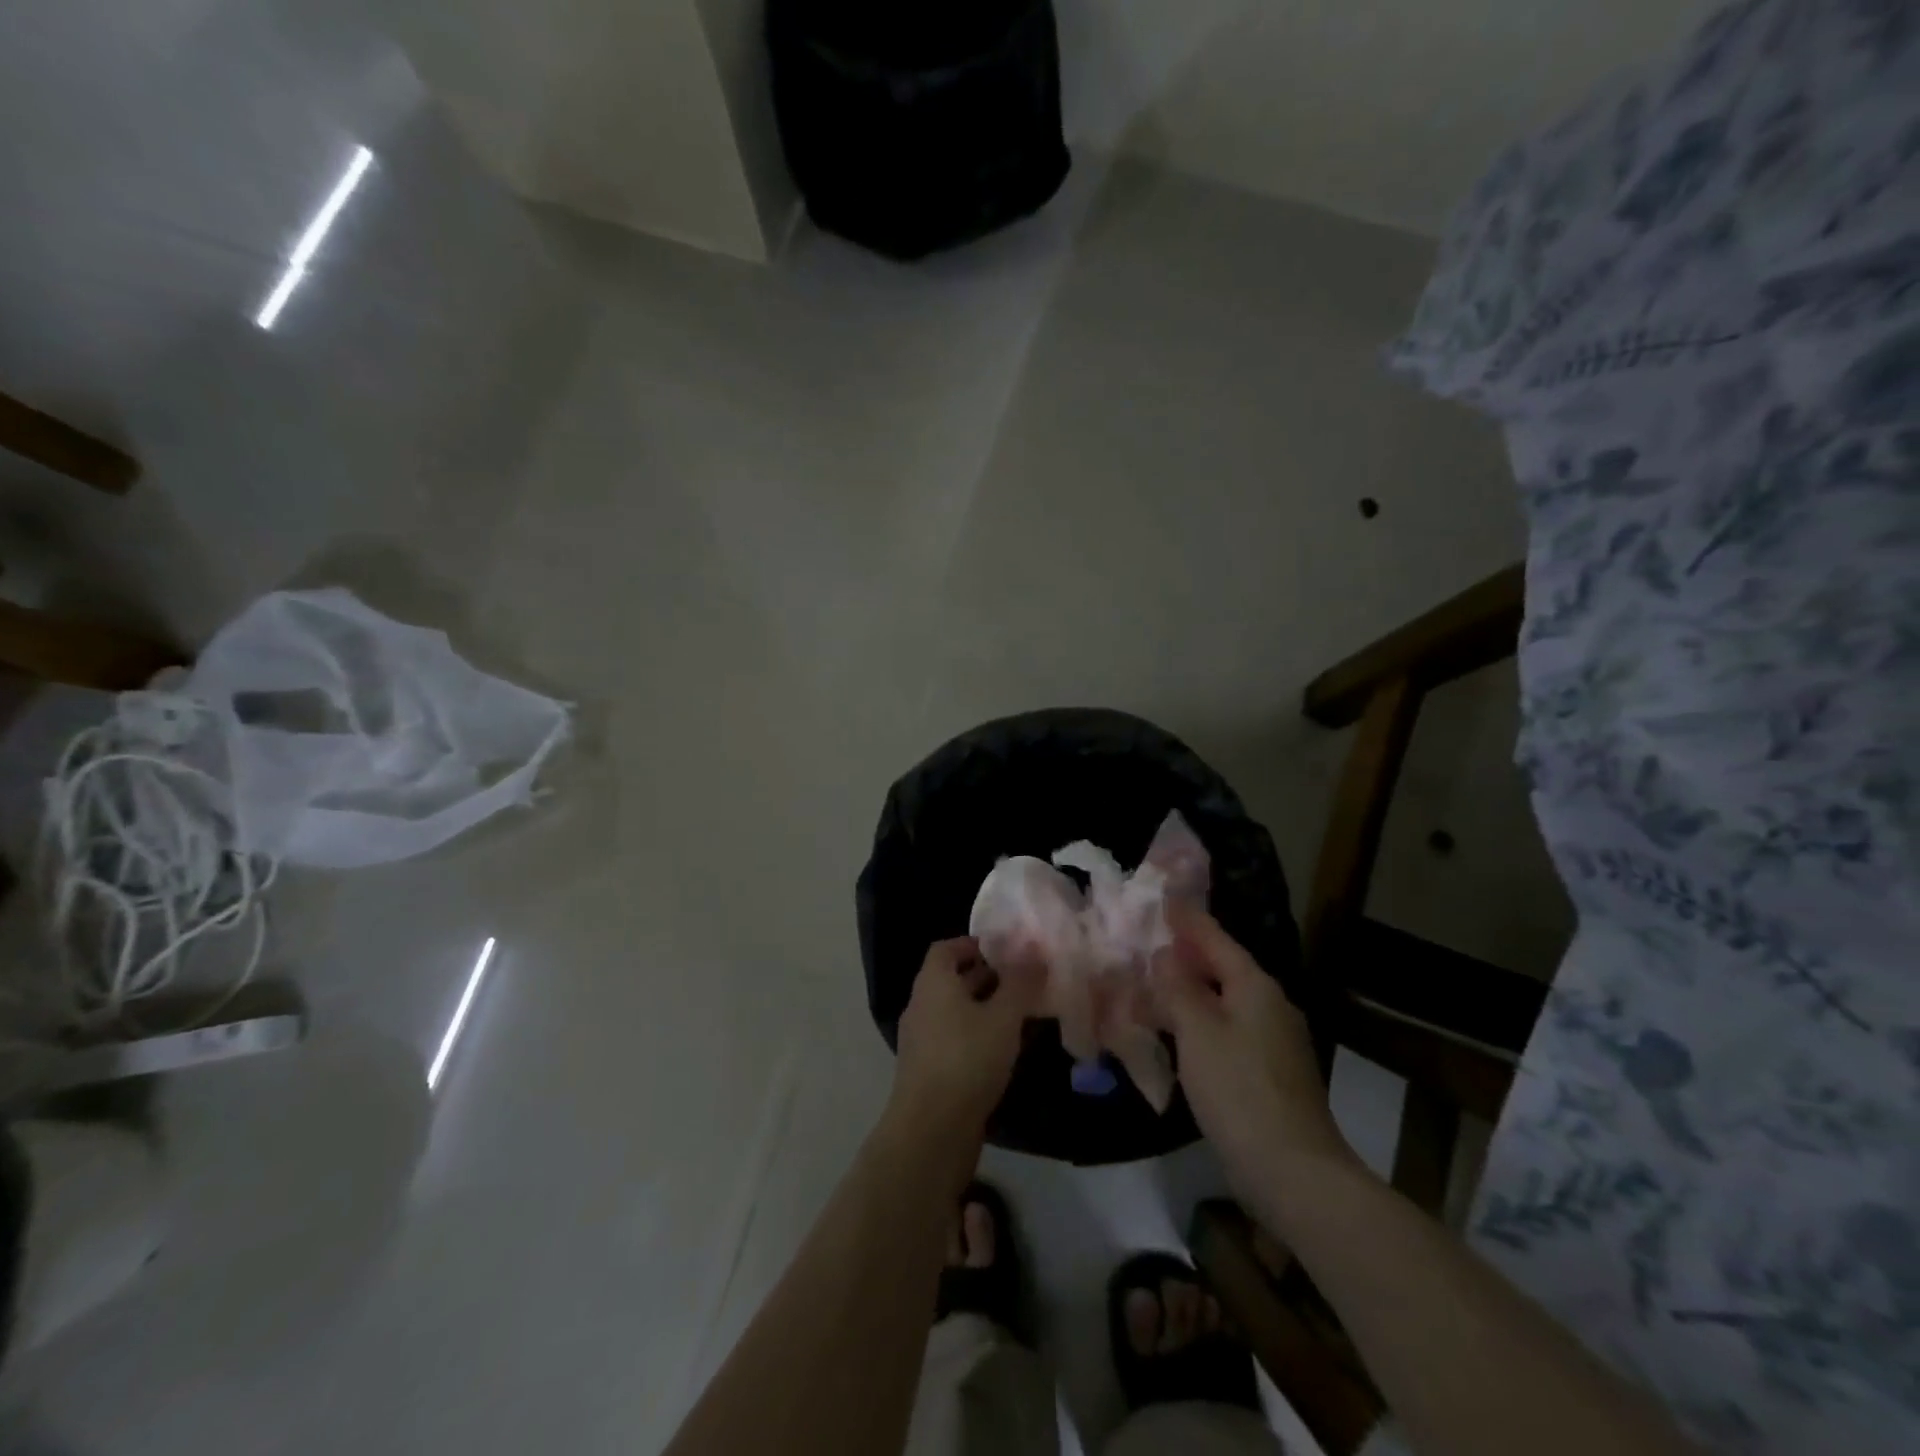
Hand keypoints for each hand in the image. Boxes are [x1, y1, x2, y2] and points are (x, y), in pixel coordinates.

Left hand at [890, 937, 1039, 1140]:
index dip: (974, 943)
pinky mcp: (928, 1070)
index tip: (1005, 949)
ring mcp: (922, 1040)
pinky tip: (1005, 1049)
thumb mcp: (1003, 1017)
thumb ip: (1020, 983)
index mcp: (933, 983)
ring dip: (985, 1007)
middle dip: (987, 976)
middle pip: (952, 979)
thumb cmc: (967, 1059)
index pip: (946, 948)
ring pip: (955, 1011)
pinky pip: (954, 1038)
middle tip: (1023, 979)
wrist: (931, 1130)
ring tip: (1022, 1012)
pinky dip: (978, 1034)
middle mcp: (921, 1005)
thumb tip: (1034, 952)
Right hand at [1150, 903, 1356, 1197]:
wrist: (1293, 1172)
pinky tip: (1176, 1033)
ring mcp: (1272, 1042)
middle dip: (1186, 956)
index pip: (1216, 940)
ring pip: (1223, 1003)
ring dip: (1189, 992)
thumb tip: (1165, 954)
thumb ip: (1179, 988)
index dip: (1188, 919)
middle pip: (1222, 969)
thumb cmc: (1240, 1090)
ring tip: (1151, 986)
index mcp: (1256, 987)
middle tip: (1147, 943)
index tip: (1163, 898)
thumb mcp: (1199, 1031)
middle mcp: (1269, 1006)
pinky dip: (1198, 1024)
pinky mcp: (1267, 1073)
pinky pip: (1226, 1031)